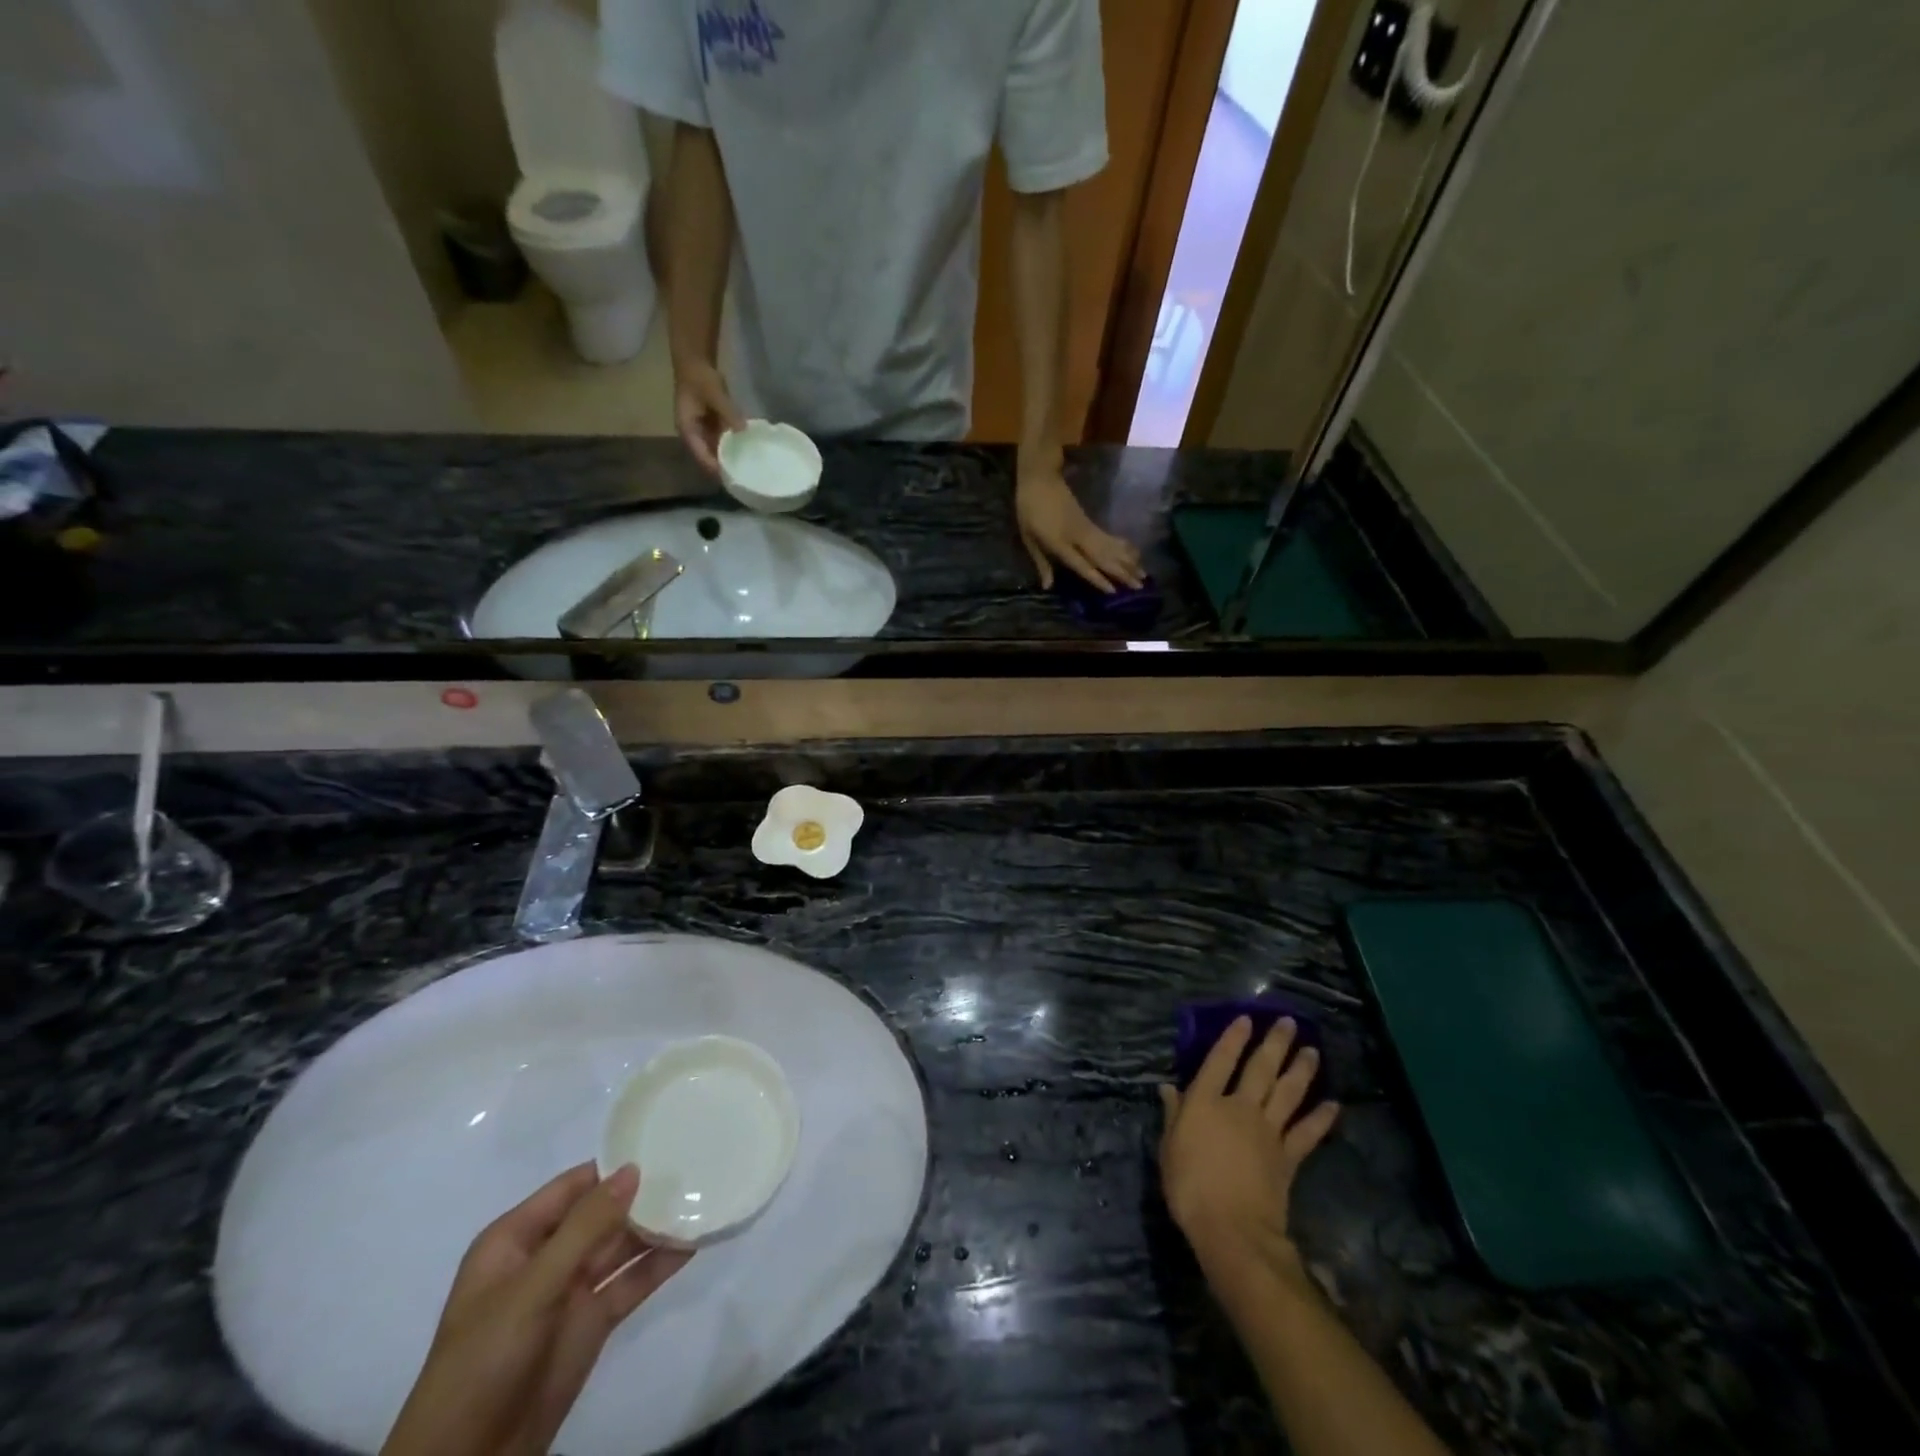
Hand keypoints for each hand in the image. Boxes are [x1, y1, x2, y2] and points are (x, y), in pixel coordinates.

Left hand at [382, 1163, 692, 1455]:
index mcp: (516, 1239)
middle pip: (601, 1213)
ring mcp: (570, 1291)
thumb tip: (633, 1168)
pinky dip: (659, 1264)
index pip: (573, 1186)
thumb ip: (585, 1227)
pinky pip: (630, 1282)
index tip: (662, 1142)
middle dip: (642, 1194)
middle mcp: (546, 1257)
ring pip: (620, 1246)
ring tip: (702, 1198)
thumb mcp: (532, 1287)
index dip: (613, 1167)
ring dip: (656, 1226)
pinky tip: (693, 1243)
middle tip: (694, 1166)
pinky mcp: (591, 1323)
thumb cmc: (484, 1360)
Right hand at [674, 360, 744, 475]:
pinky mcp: (711, 426)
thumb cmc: (700, 377)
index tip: (731, 477)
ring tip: (747, 470)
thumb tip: (743, 431)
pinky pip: (722, 442)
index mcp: (688, 430)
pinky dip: (732, 447)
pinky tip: (747, 453)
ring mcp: (703, 431)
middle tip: (743, 478)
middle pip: (708, 458)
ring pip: (716, 451)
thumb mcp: (715, 394)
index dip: (715, 468)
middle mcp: (694, 435)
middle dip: (724, 467)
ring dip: (729, 459)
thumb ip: (729, 413)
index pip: (701, 456)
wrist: (696, 361)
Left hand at [1015, 462, 1145, 593]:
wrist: (1041, 478)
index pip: (1082, 564)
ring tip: (1144, 575)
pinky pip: (1110, 538)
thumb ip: (1041, 562)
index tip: (1114, 591)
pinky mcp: (1091, 522)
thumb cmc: (1029, 509)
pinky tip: (1135, 554)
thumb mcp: (1028, 537)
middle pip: (1103, 557)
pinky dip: (1124, 547)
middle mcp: (1078, 536)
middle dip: (1122, 573)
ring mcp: (1087, 527)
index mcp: (1059, 542)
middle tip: (1140, 586)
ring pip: (1111, 548)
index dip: (1098, 578)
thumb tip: (1048, 586)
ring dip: (1128, 562)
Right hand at [1158, 1017, 1339, 1280]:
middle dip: (1274, 1044)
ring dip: (1301, 1070)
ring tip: (1312, 1051)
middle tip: (1289, 1022)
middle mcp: (1239, 1108)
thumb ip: (1173, 1115)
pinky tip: (1333, 1104)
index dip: (1232, 1038)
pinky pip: (1306, 1133)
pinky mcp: (1287, 1158)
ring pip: (1288, 1093)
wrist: (1233, 1230)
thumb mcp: (1169, 1148)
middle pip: (1260, 1069)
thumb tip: (1168, 1087)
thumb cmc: (1190, 1187)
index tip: (1246, 1019)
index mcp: (1205, 1102)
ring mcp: (1267, 1131)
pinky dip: (1321, 1118)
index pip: (1220, 1061)